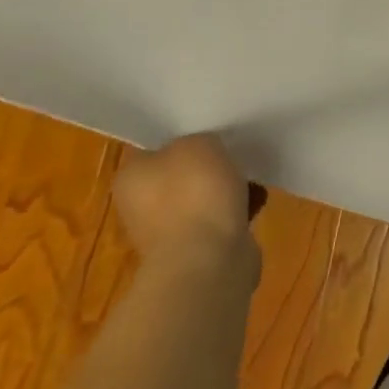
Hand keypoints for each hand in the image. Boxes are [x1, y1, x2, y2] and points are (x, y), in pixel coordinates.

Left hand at [113, 134, 261, 280]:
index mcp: (131, 178)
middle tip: (235, 151)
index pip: (154, 148)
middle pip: (181, 173)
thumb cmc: (193, 193)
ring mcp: (168, 231)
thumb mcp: (197, 142)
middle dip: (210, 164)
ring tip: (253, 176)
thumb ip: (198, 138)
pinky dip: (239, 209)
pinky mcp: (197, 249)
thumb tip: (202, 151)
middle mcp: (142, 205)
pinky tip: (256, 201)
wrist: (207, 259)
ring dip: (228, 187)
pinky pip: (222, 217)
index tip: (210, 129)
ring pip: (204, 196)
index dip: (183, 136)